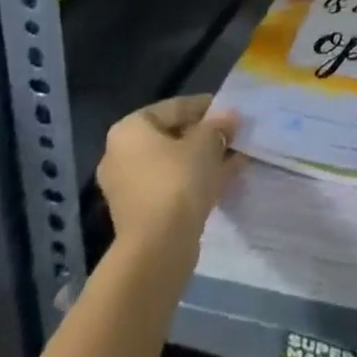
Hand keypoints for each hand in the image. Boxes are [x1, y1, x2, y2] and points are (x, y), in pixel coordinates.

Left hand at [97, 94, 239, 255]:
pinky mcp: (140, 214)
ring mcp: (128, 187)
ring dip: (203, 159)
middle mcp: (121, 154)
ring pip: (174, 163)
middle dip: (205, 136)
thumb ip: (219, 126)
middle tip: (234, 136)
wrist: (159, 248)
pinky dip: (195, 180)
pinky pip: (172, 186)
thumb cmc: (178, 181)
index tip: (231, 113)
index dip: (207, 108)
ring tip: (235, 157)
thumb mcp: (207, 143)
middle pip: (172, 136)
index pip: (175, 107)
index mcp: (130, 129)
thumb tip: (230, 116)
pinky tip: (225, 178)